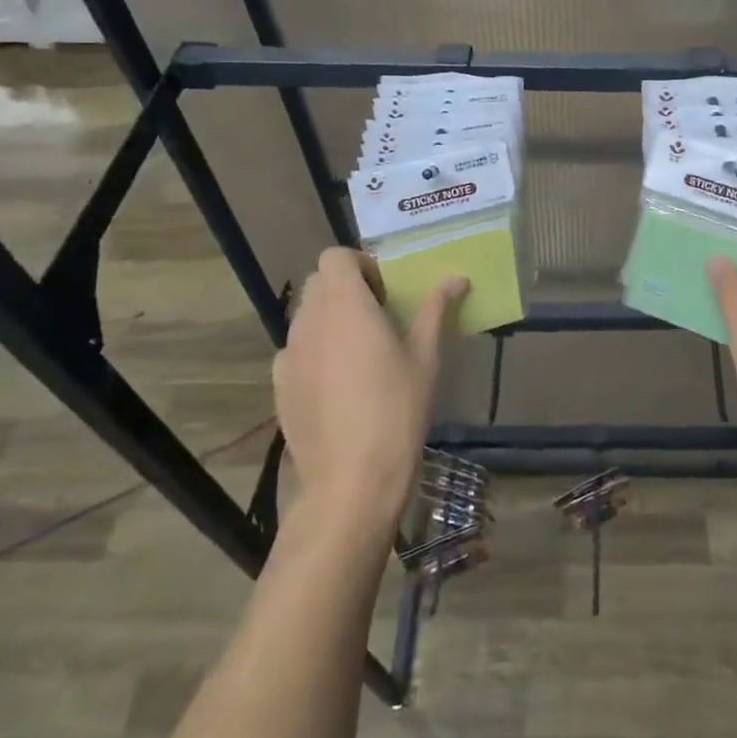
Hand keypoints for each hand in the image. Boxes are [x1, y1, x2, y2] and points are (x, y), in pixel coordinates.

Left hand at [273, 248, 466, 534]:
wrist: (351, 480)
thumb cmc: (396, 409)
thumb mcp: (425, 356)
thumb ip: (436, 309)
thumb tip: (457, 277)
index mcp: (345, 305)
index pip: (335, 257)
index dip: (360, 264)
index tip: (385, 289)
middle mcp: (309, 321)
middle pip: (318, 283)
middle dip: (347, 288)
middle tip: (379, 315)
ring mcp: (288, 355)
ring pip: (306, 316)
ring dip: (330, 318)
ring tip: (361, 351)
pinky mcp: (279, 386)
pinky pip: (296, 350)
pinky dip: (315, 350)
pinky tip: (339, 383)